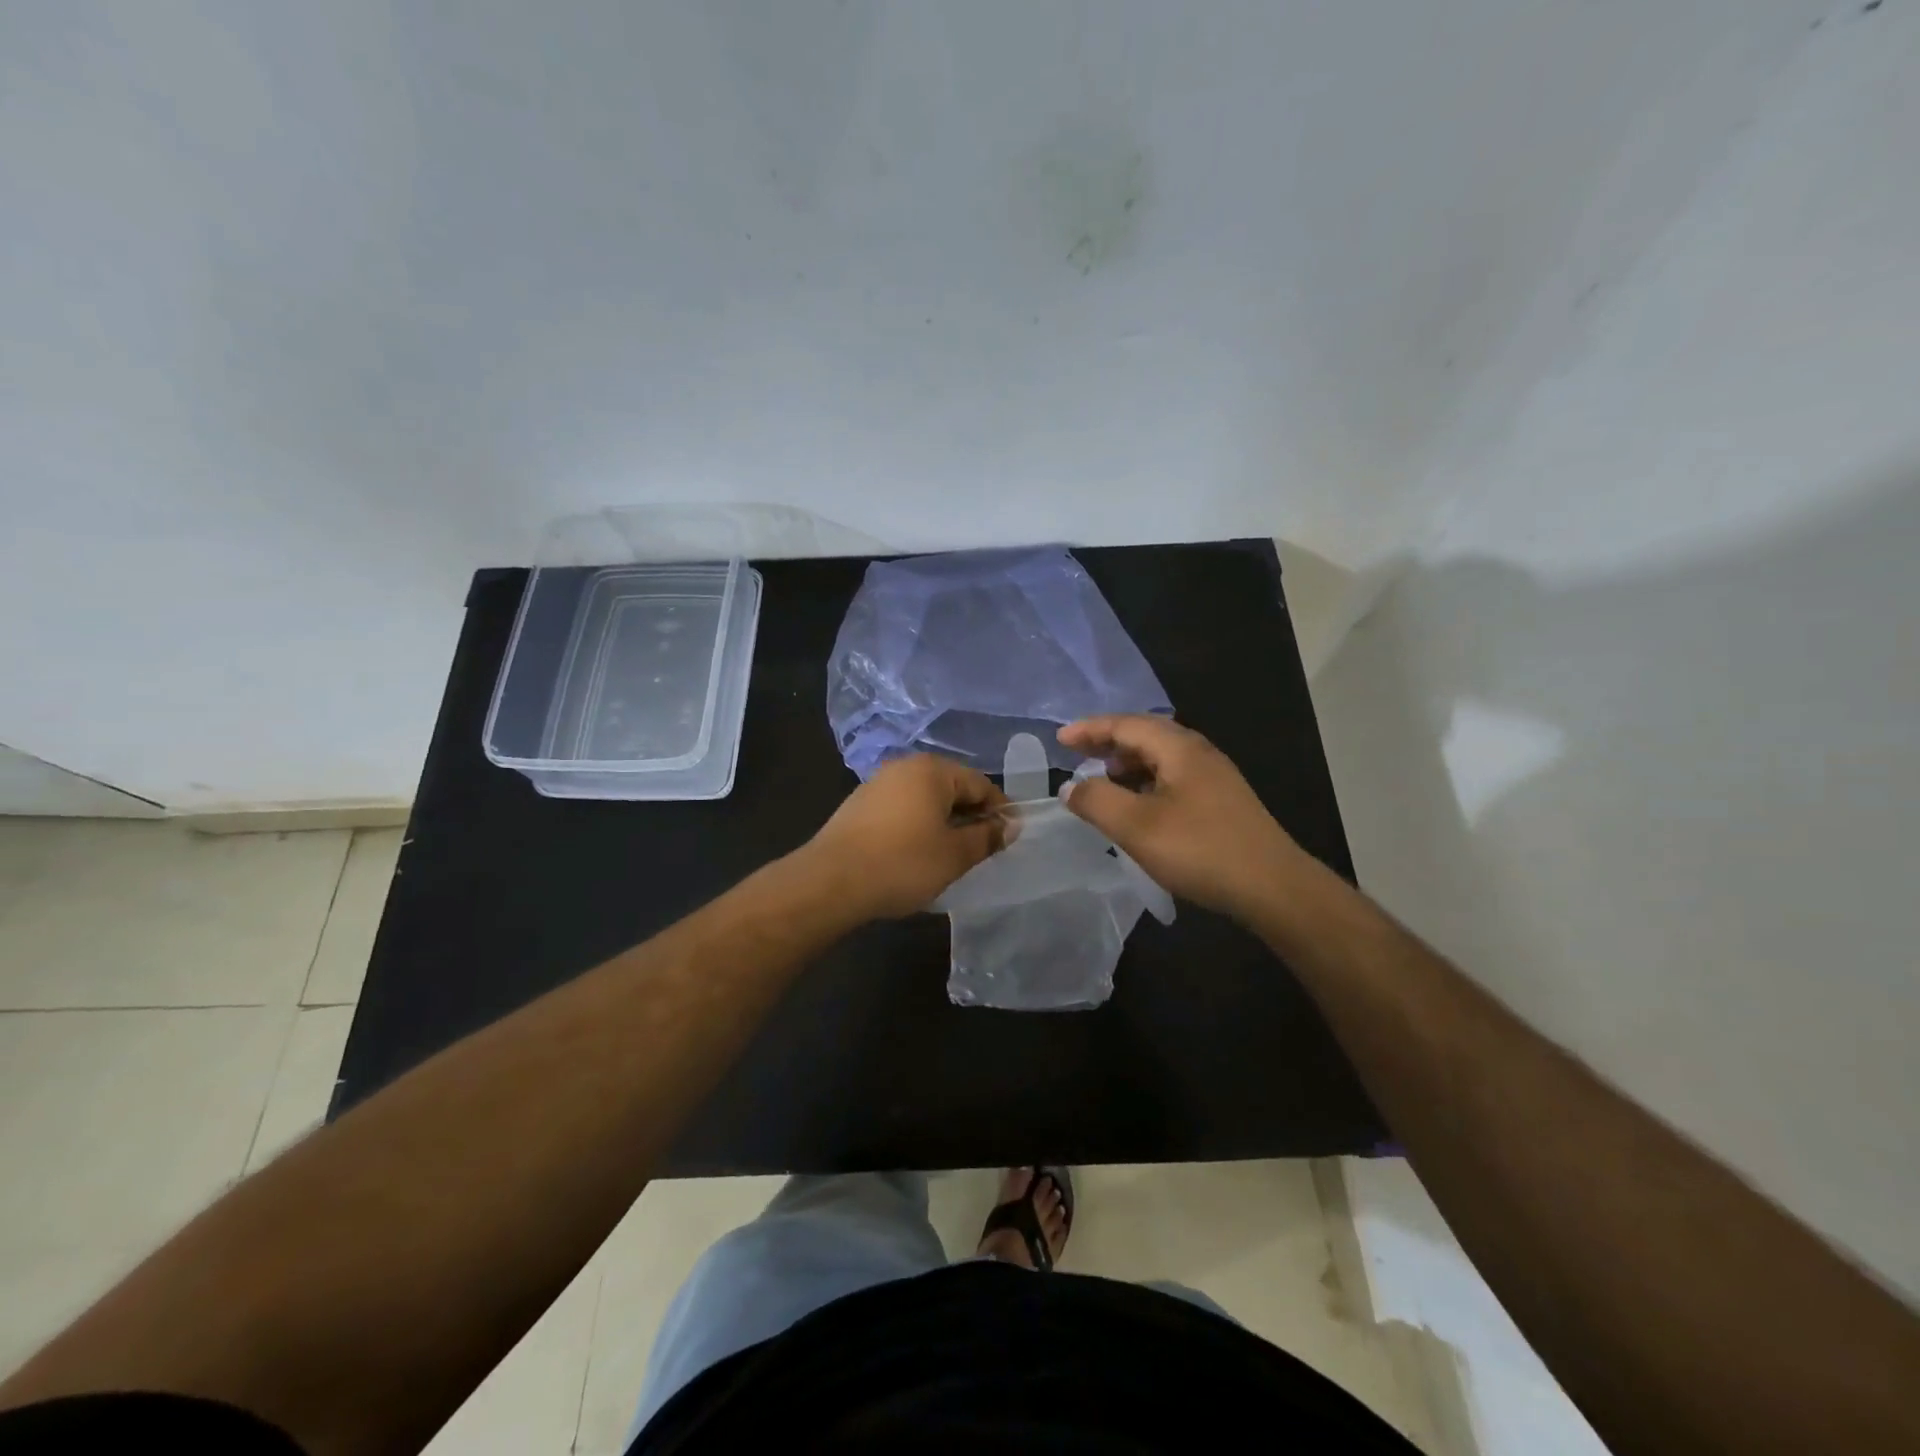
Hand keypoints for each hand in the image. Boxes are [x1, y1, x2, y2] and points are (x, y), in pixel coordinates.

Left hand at [805, 755, 1011, 918]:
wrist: (831, 881)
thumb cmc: (903, 863)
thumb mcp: (955, 855)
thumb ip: (987, 837)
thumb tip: (1010, 825)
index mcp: (932, 770)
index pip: (980, 783)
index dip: (999, 810)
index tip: (1010, 837)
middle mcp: (905, 767)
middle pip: (951, 787)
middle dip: (971, 816)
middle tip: (983, 849)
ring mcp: (878, 784)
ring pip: (925, 799)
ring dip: (944, 822)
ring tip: (952, 855)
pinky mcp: (859, 805)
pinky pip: (902, 809)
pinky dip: (918, 826)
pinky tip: (917, 854)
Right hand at [1058, 715, 1302, 918]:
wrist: (1273, 887)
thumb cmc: (1200, 849)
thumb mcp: (1136, 826)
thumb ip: (1096, 800)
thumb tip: (1070, 786)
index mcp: (1178, 748)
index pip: (1125, 724)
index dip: (1089, 730)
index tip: (1059, 740)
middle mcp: (1198, 752)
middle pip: (1145, 735)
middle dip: (1107, 743)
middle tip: (1076, 755)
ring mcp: (1213, 777)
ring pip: (1160, 758)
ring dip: (1126, 764)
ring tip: (1101, 780)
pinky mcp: (1220, 801)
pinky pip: (1172, 778)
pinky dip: (1145, 783)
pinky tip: (1137, 806)